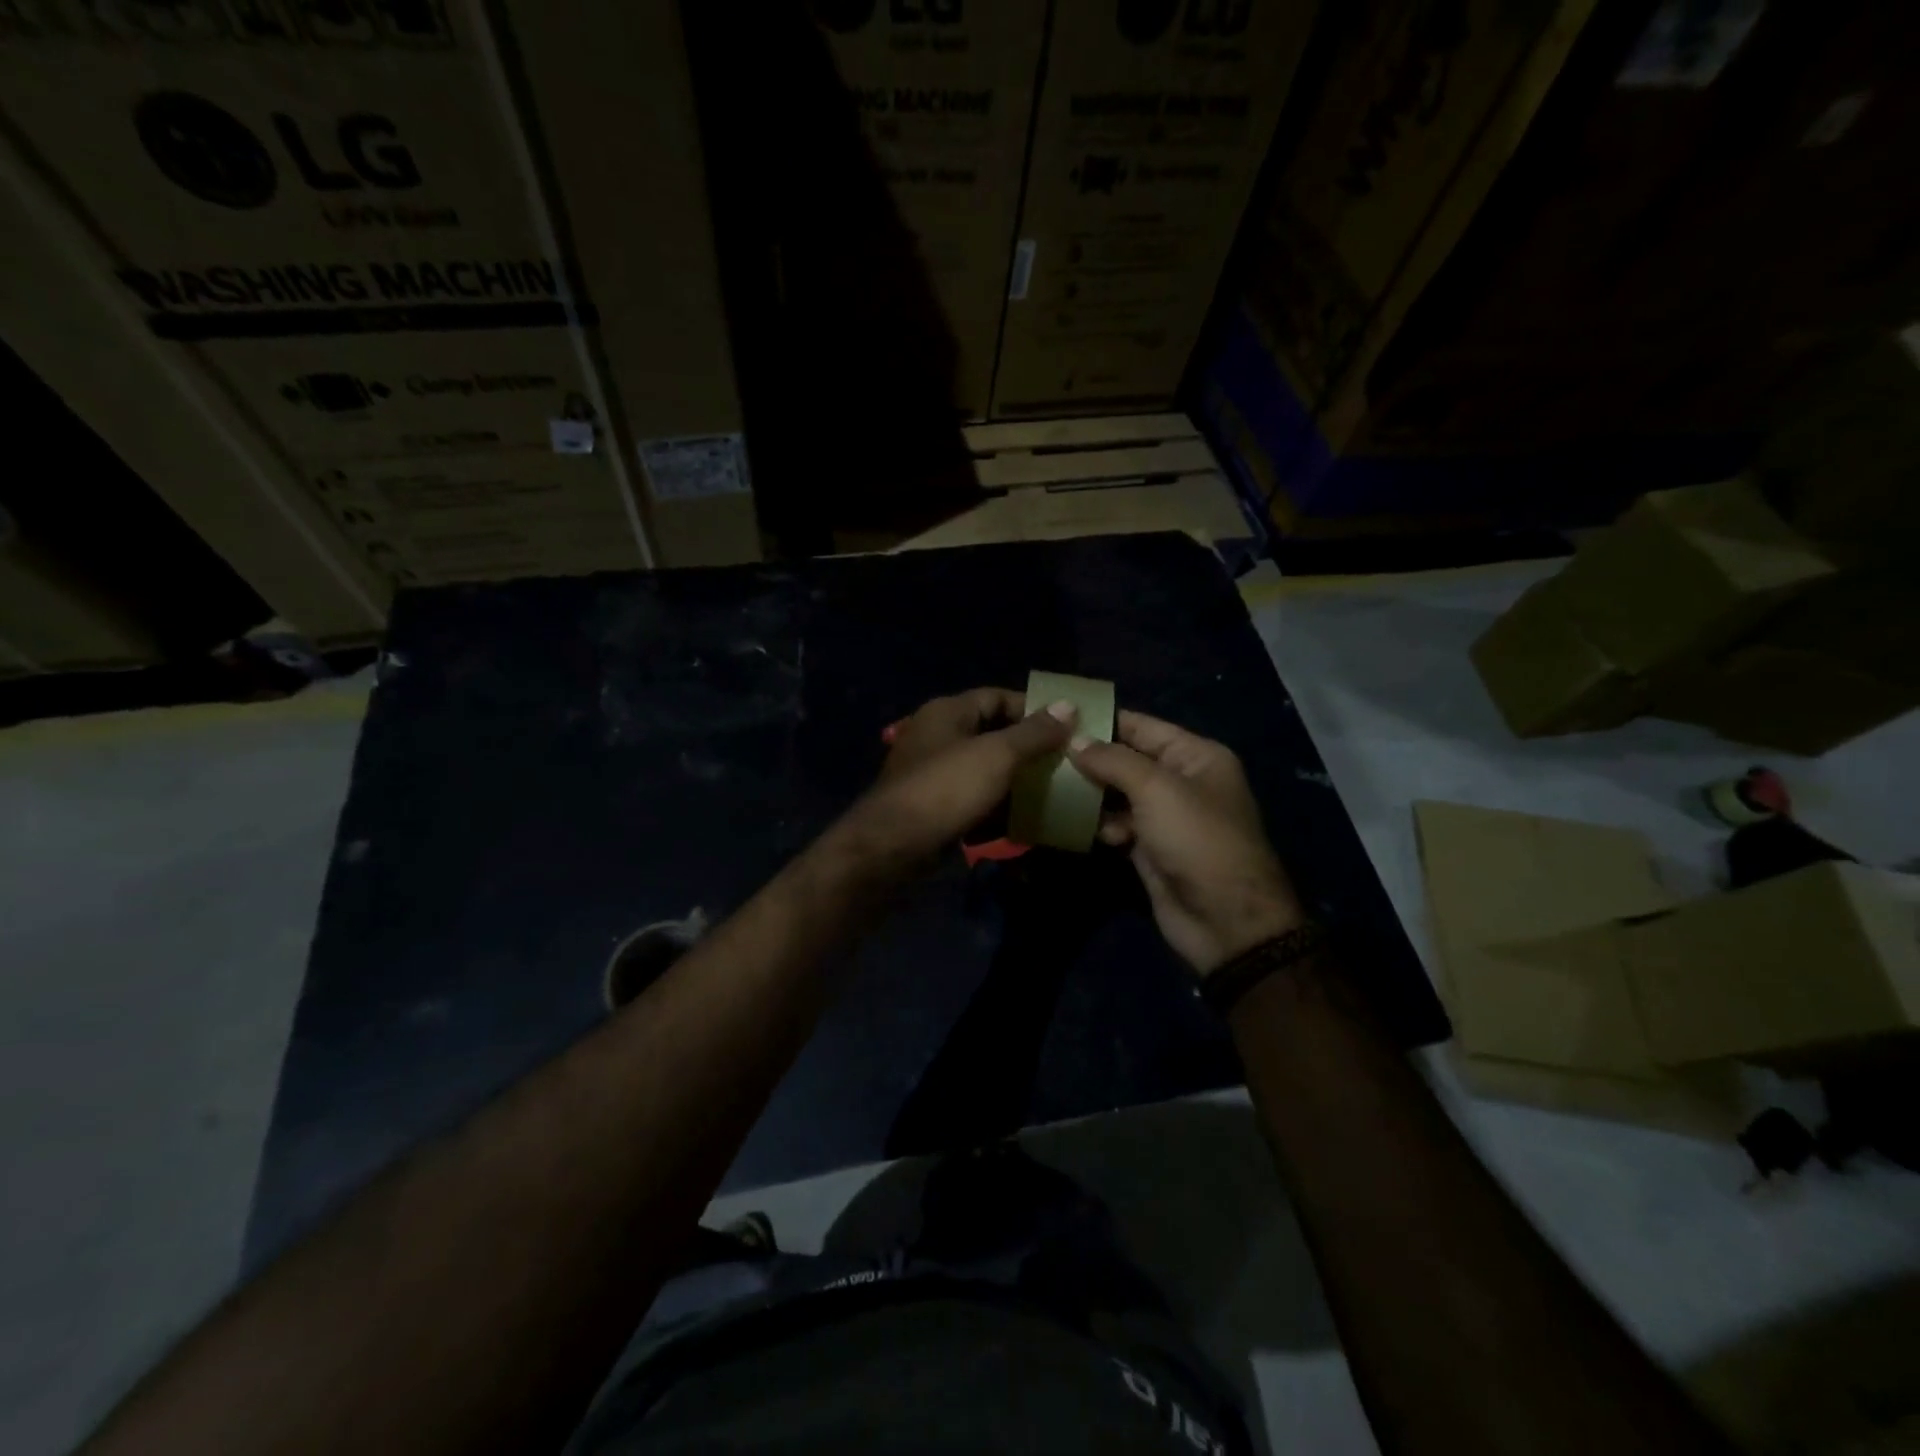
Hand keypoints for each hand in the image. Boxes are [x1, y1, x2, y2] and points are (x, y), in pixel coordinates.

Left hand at [836, 689, 1076, 864]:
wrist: (894, 846)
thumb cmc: (946, 788)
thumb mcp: (997, 755)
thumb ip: (1034, 732)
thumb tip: (1069, 705)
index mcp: (947, 712)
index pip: (997, 696)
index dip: (1032, 709)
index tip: (1067, 727)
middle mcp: (938, 736)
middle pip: (992, 734)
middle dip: (1028, 749)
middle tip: (1065, 763)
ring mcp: (934, 773)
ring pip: (985, 770)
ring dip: (1016, 781)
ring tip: (1053, 793)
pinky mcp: (935, 806)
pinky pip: (974, 799)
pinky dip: (997, 807)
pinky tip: (1024, 821)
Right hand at [1070, 712, 1304, 974]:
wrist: (1225, 920)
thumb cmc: (1196, 839)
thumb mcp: (1157, 789)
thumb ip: (1113, 760)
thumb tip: (1074, 741)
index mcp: (1196, 756)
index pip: (1143, 726)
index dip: (1103, 720)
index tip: (1058, 715)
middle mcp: (1182, 781)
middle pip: (1127, 760)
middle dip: (1090, 758)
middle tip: (1043, 752)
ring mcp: (1165, 817)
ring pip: (1118, 794)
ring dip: (1090, 793)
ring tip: (1052, 786)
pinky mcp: (1150, 848)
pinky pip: (1118, 825)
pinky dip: (1100, 824)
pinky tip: (1076, 826)